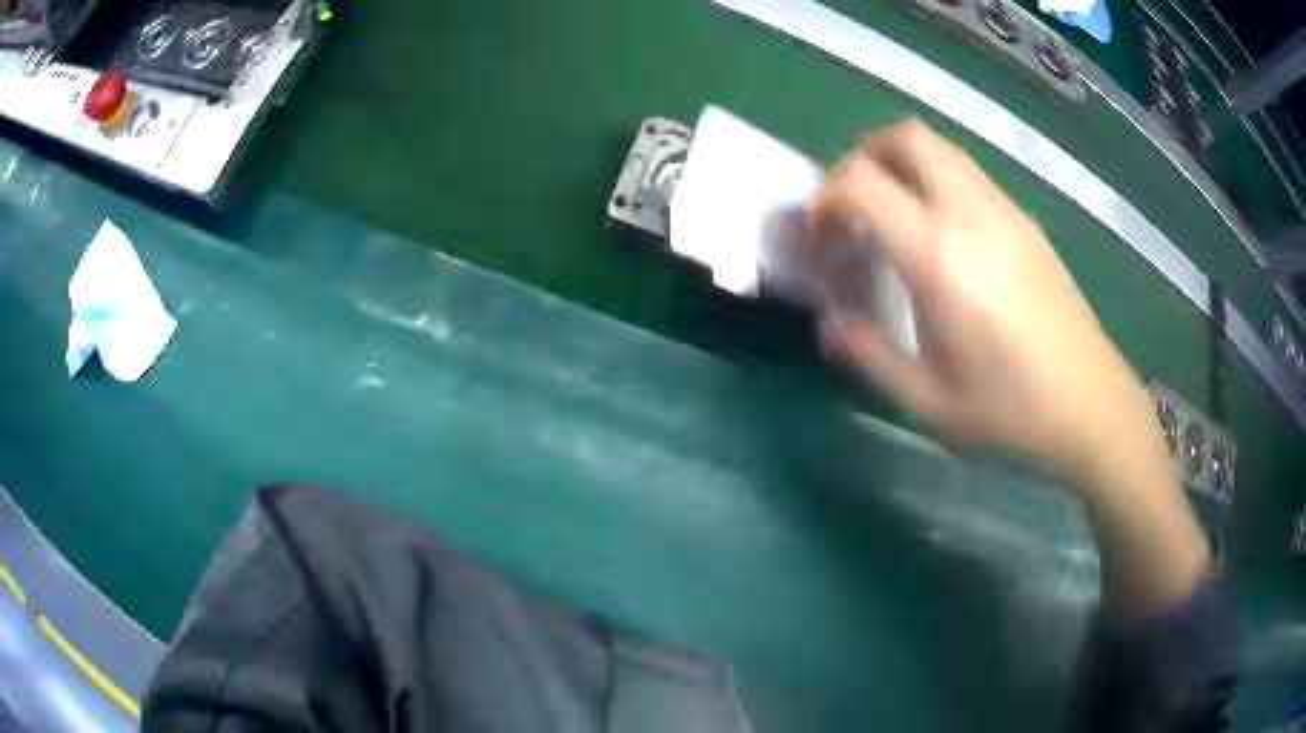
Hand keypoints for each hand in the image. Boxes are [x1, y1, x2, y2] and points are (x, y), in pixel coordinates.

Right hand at [810, 120, 1154, 492]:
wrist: (1092, 406)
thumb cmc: (1011, 412)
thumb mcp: (928, 402)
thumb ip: (871, 355)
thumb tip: (830, 325)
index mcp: (940, 257)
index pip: (862, 182)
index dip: (827, 200)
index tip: (824, 240)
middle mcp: (971, 214)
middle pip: (905, 137)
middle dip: (864, 158)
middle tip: (854, 209)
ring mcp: (1005, 210)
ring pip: (941, 148)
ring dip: (902, 165)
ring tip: (894, 218)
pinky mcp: (1027, 221)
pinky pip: (969, 173)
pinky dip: (937, 180)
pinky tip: (944, 236)